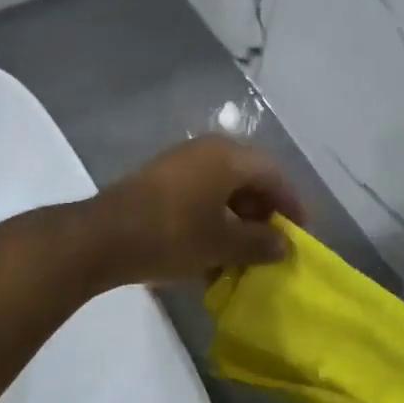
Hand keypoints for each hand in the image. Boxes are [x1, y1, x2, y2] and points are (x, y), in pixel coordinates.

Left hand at [88, 135, 305, 286]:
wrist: (103, 238)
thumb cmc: (172, 235)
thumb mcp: (222, 244)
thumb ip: (260, 243)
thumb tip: (284, 244)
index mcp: (228, 156)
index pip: (274, 175)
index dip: (291, 205)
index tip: (300, 234)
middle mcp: (206, 150)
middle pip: (248, 178)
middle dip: (263, 212)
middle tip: (272, 243)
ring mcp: (179, 163)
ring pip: (222, 188)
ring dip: (237, 218)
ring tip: (243, 252)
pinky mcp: (159, 181)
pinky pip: (199, 195)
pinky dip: (212, 218)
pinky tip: (211, 249)